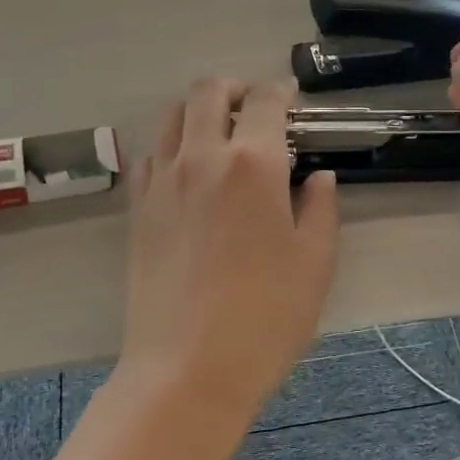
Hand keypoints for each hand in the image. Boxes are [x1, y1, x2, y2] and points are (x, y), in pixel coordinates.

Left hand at [112, 79, 338, 459]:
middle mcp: (202, 157)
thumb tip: (318, 178)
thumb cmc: (266, 318)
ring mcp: (162, 182)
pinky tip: (188, 174)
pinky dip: (170, 148)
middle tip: (255, 109)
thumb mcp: (315, 263)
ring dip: (198, 112)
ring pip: (171, 117)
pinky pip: (150, 157)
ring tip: (219, 135)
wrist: (188, 369)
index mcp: (254, 164)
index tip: (292, 102)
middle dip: (235, 89)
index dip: (282, 93)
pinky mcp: (137, 210)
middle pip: (208, 92)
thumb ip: (321, 209)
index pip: (265, 102)